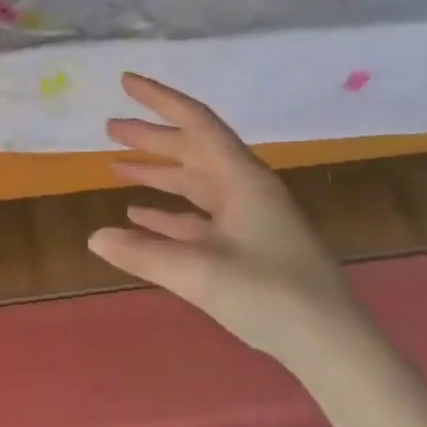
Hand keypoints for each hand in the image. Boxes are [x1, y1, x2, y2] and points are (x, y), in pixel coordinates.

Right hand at [89, 73, 360, 372]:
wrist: (331, 344)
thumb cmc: (270, 294)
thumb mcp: (200, 272)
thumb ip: (144, 253)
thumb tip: (94, 237)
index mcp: (242, 179)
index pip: (196, 123)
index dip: (159, 99)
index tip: (125, 82)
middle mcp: (245, 189)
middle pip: (192, 150)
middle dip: (150, 138)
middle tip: (109, 128)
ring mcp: (248, 218)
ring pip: (194, 183)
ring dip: (157, 173)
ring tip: (116, 166)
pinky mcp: (247, 246)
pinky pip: (199, 217)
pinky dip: (169, 212)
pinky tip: (140, 215)